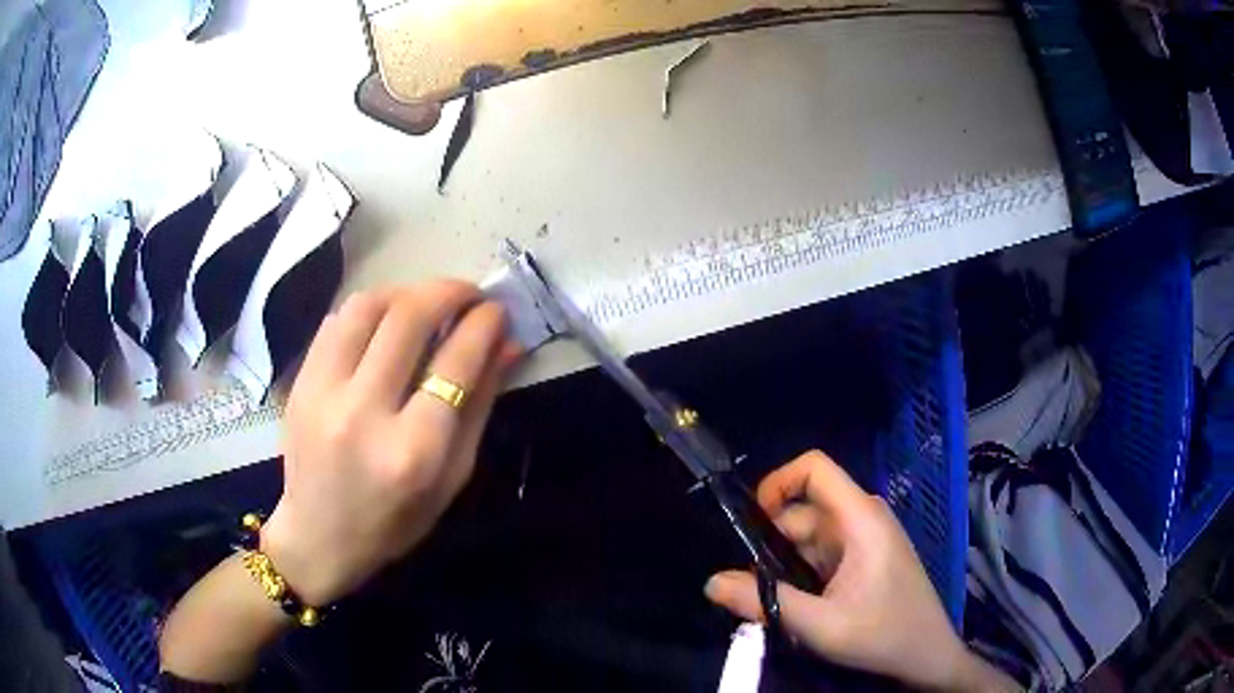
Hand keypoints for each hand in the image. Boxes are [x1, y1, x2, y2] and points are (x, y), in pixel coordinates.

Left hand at [262, 282, 520, 606]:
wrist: (319, 537)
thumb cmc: (395, 521)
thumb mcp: (452, 477)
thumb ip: (480, 406)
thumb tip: (507, 344)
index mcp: (413, 450)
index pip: (456, 362)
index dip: (483, 324)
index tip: (497, 309)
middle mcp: (364, 413)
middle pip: (409, 318)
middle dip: (449, 291)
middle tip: (469, 294)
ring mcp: (323, 393)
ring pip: (367, 306)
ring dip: (405, 292)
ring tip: (425, 303)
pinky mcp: (300, 383)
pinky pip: (336, 321)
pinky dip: (369, 310)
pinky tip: (384, 324)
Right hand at [704, 451, 1017, 691]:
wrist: (926, 655)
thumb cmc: (883, 635)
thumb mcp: (820, 626)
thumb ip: (764, 603)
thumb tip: (710, 582)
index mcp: (860, 520)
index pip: (815, 469)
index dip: (777, 483)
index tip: (748, 523)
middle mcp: (863, 519)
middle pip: (804, 511)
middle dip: (771, 544)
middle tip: (751, 587)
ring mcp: (866, 538)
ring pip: (810, 536)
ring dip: (785, 563)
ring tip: (775, 602)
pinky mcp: (865, 557)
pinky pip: (822, 553)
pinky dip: (802, 572)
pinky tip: (799, 604)